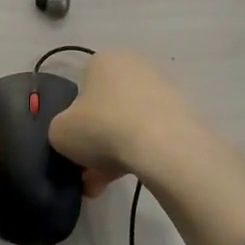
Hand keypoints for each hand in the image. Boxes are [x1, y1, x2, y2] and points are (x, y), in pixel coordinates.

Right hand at [47, 50, 212, 195]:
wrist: (164, 146)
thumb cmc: (102, 128)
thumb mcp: (59, 131)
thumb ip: (60, 130)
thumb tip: (73, 136)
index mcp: (103, 59)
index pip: (81, 89)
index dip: (74, 121)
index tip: (74, 147)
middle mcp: (135, 65)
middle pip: (106, 108)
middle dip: (95, 142)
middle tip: (88, 172)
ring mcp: (164, 88)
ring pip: (128, 124)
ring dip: (115, 153)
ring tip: (106, 184)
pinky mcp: (185, 112)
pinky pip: (152, 134)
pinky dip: (140, 154)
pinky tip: (131, 177)